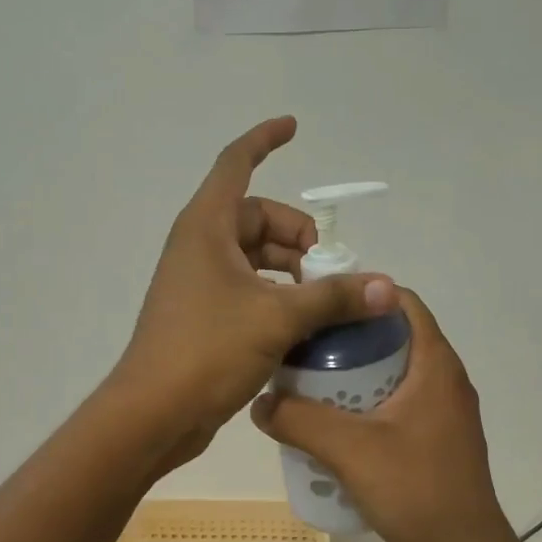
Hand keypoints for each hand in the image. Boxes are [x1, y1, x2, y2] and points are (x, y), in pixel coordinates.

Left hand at [113, 117, 396, 464]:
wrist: (153, 413)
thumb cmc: (207, 350)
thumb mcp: (278, 317)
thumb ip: (334, 297)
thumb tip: (387, 286)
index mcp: (206, 227)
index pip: (236, 164)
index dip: (264, 140)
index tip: (294, 127)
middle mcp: (199, 246)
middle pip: (255, 218)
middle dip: (296, 235)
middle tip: (329, 270)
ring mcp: (198, 282)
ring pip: (253, 257)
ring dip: (290, 270)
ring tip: (322, 300)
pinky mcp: (202, 315)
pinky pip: (246, 288)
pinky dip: (275, 295)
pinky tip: (302, 325)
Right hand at [251, 288, 519, 541]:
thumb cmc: (415, 489)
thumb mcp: (349, 450)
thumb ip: (299, 421)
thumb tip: (259, 402)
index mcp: (435, 364)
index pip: (402, 302)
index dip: (361, 295)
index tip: (318, 304)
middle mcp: (443, 380)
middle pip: (392, 338)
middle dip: (347, 339)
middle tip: (303, 349)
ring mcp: (442, 412)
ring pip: (392, 374)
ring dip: (353, 375)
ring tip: (309, 386)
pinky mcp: (435, 440)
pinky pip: (396, 405)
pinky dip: (365, 405)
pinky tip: (333, 427)